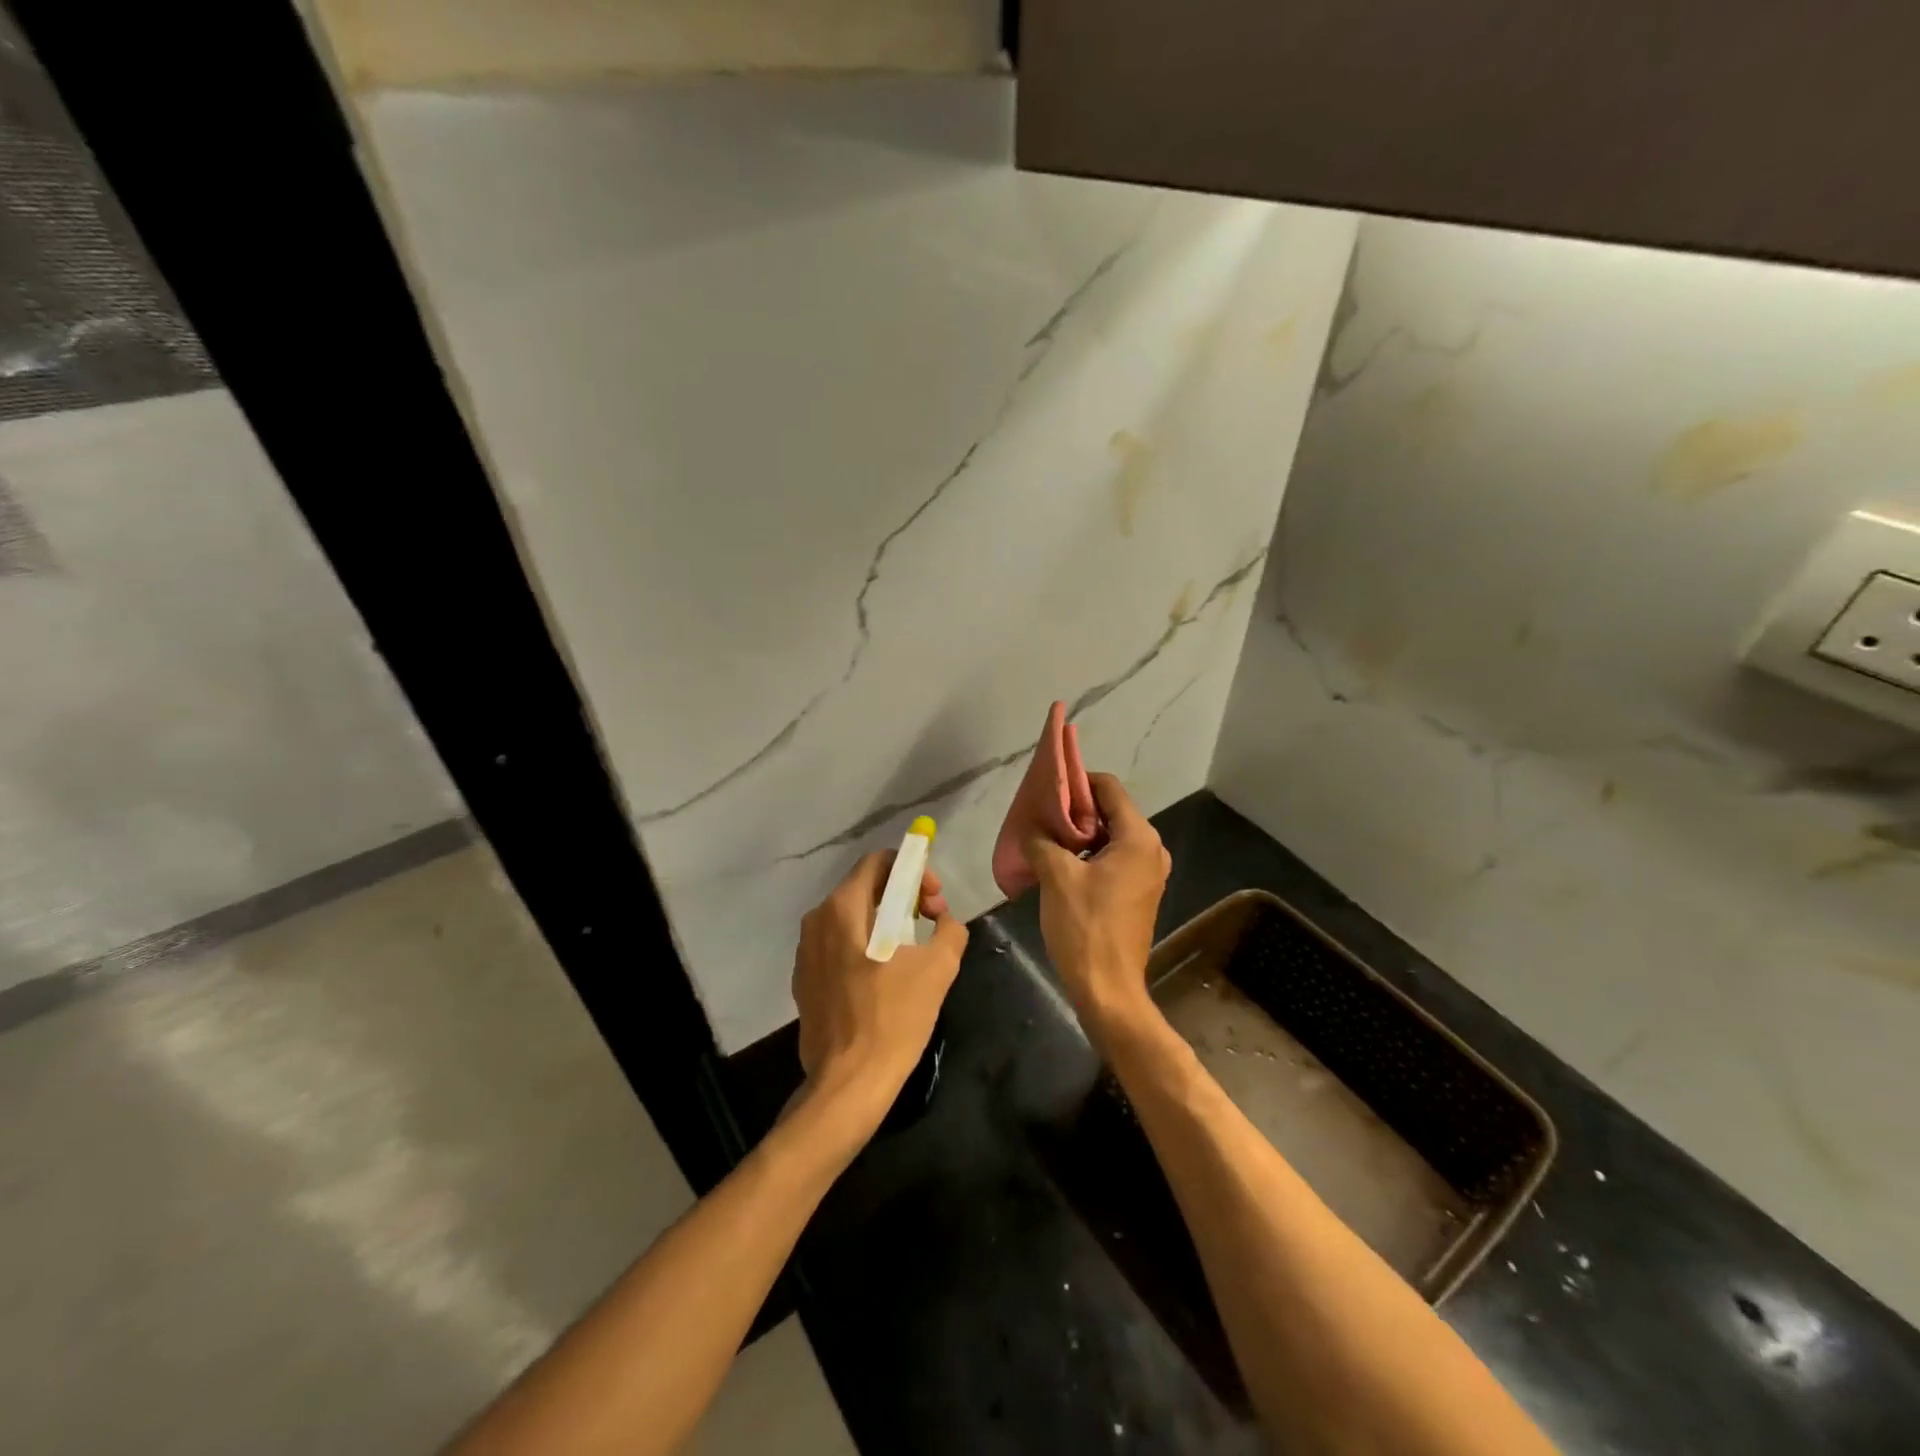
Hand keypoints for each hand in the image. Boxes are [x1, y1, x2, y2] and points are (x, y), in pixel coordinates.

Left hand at [791, 851, 967, 1137]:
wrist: (848, 1085)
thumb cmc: (893, 1019)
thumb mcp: (938, 968)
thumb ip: (949, 929)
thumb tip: (945, 921)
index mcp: (842, 908)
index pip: (878, 862)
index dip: (913, 870)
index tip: (934, 900)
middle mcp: (816, 921)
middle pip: (865, 888)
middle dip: (903, 896)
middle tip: (931, 921)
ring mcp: (805, 953)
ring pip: (852, 918)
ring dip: (886, 922)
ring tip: (913, 951)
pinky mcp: (805, 981)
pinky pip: (839, 946)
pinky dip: (865, 947)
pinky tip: (885, 978)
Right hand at [1025, 774, 1170, 1039]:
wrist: (1108, 989)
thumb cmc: (1085, 927)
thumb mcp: (1056, 877)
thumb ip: (1042, 841)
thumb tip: (1032, 829)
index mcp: (1138, 838)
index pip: (1109, 788)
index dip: (1078, 781)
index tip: (1048, 787)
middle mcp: (1151, 849)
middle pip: (1111, 812)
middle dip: (1076, 809)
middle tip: (1041, 813)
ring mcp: (1148, 873)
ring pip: (1111, 837)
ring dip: (1080, 834)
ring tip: (1045, 837)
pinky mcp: (1139, 893)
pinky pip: (1114, 859)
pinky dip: (1089, 855)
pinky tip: (1060, 863)